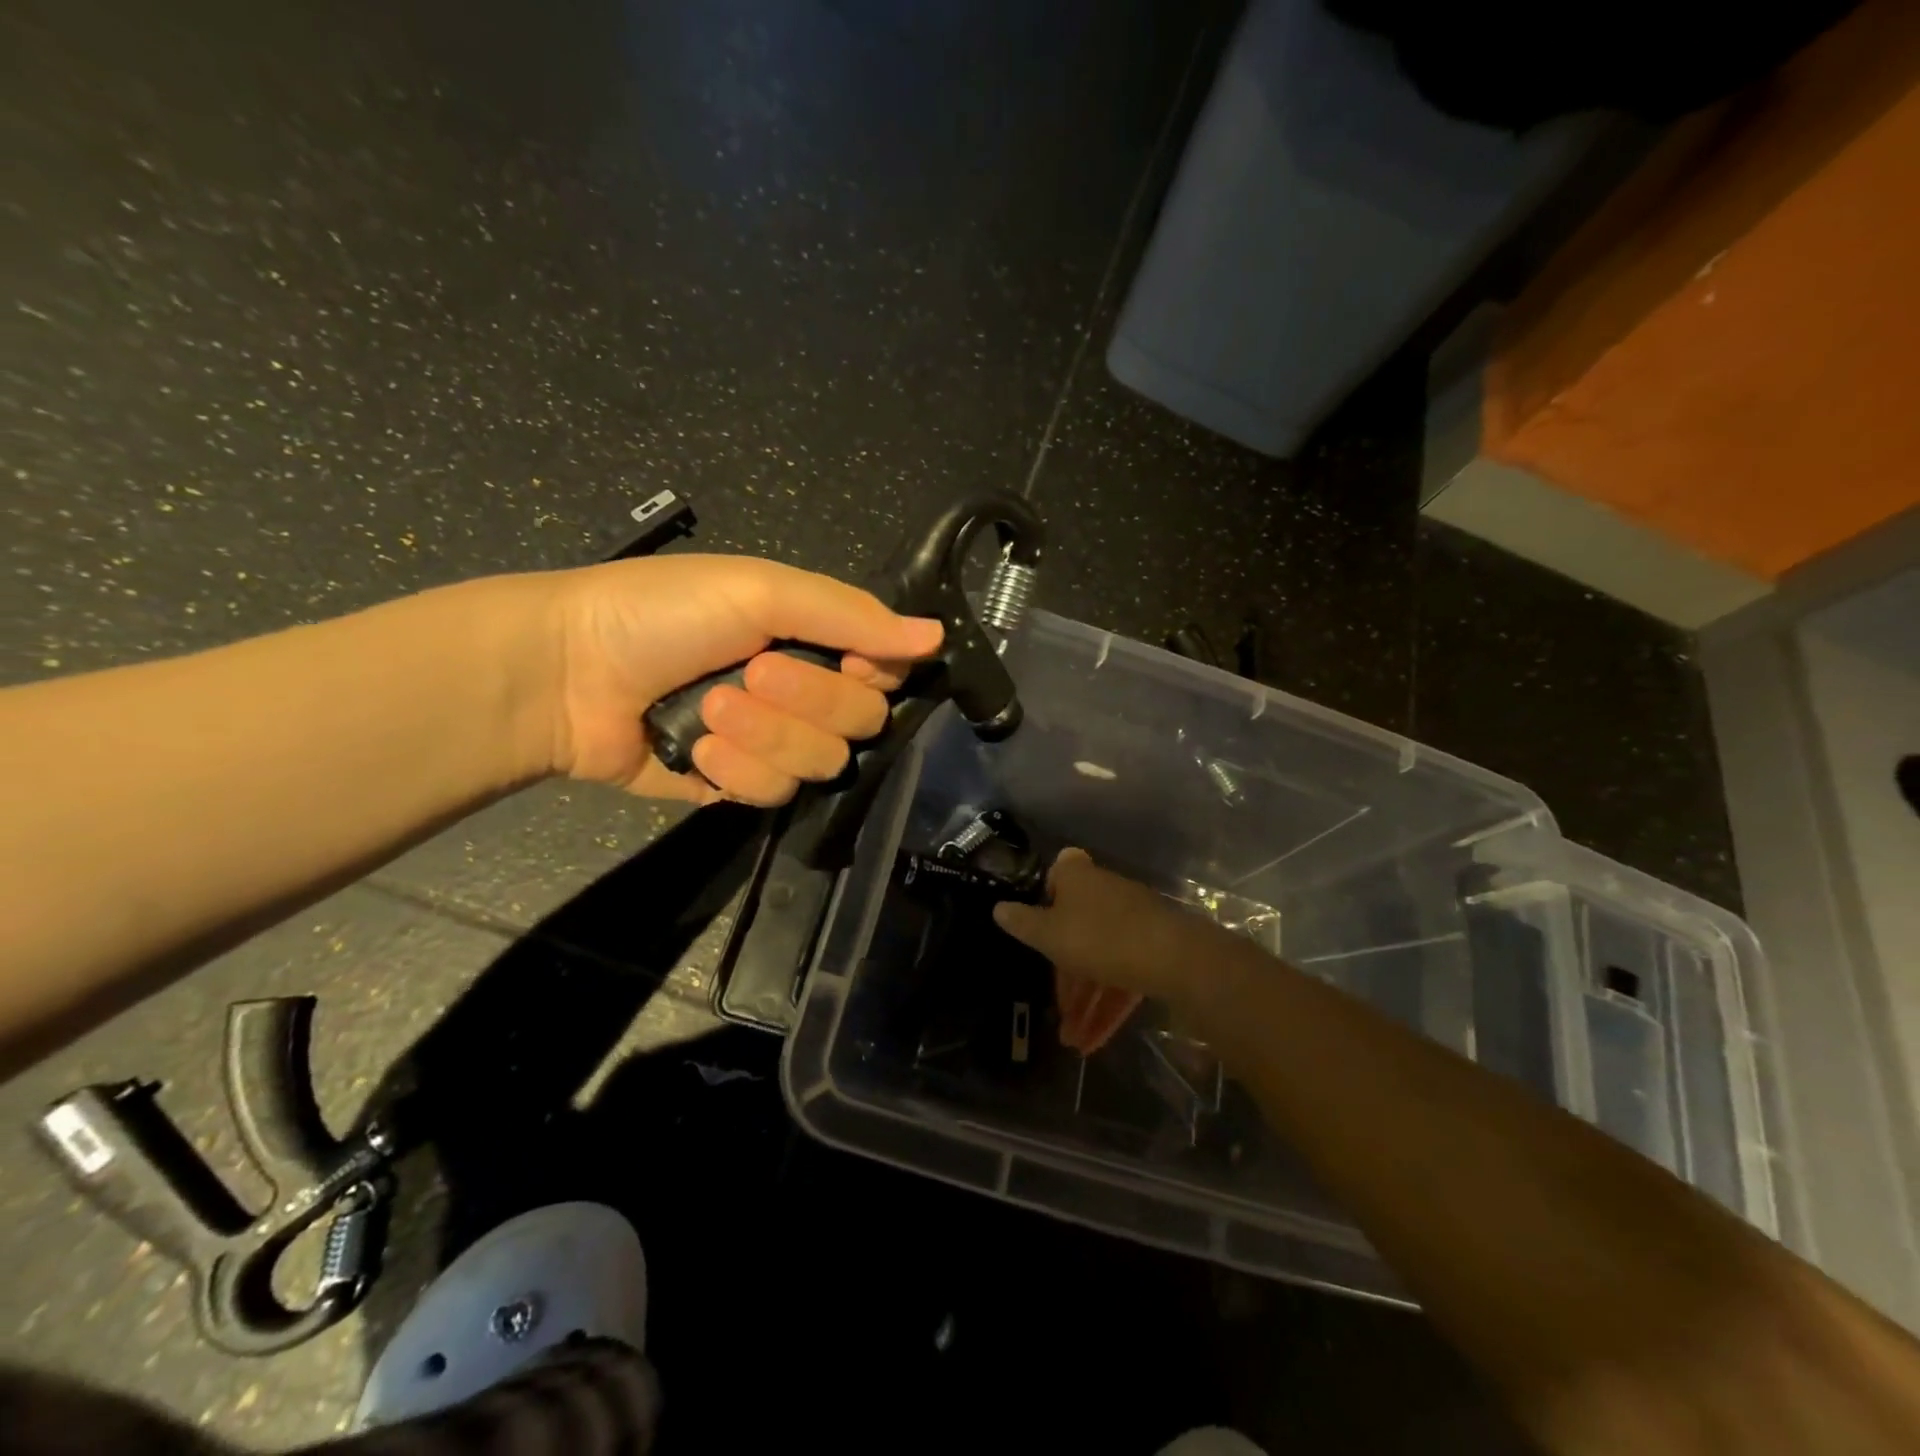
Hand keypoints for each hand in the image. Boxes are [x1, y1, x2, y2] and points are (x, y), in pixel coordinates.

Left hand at [547, 554, 942, 805]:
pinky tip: (693, 752)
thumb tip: (938, 636)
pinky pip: (775, 793)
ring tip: (708, 711)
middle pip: (861, 723)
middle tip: (750, 674)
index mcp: (813, 640)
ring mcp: (772, 743)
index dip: (873, 676)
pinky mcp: (739, 785)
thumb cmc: (663, 614)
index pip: (886, 673)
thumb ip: (851, 615)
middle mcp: (803, 693)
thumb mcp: (759, 590)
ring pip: (821, 764)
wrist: (565, 673)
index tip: (845, 663)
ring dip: (764, 736)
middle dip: (805, 701)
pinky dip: (734, 771)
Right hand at [994, 849, 1244, 1050]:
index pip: (1058, 874)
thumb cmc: (1098, 937)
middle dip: (1067, 976)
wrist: (1173, 957)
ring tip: (1074, 1042)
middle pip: (1077, 928)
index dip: (1046, 898)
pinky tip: (1096, 1041)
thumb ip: (1022, 922)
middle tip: (1058, 1011)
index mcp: (1078, 878)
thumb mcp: (1049, 934)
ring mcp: (1133, 919)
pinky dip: (1109, 1004)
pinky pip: (1123, 973)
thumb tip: (998, 908)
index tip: (1038, 929)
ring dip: (1086, 1001)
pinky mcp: (1154, 946)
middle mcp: (1105, 892)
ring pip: (1101, 958)